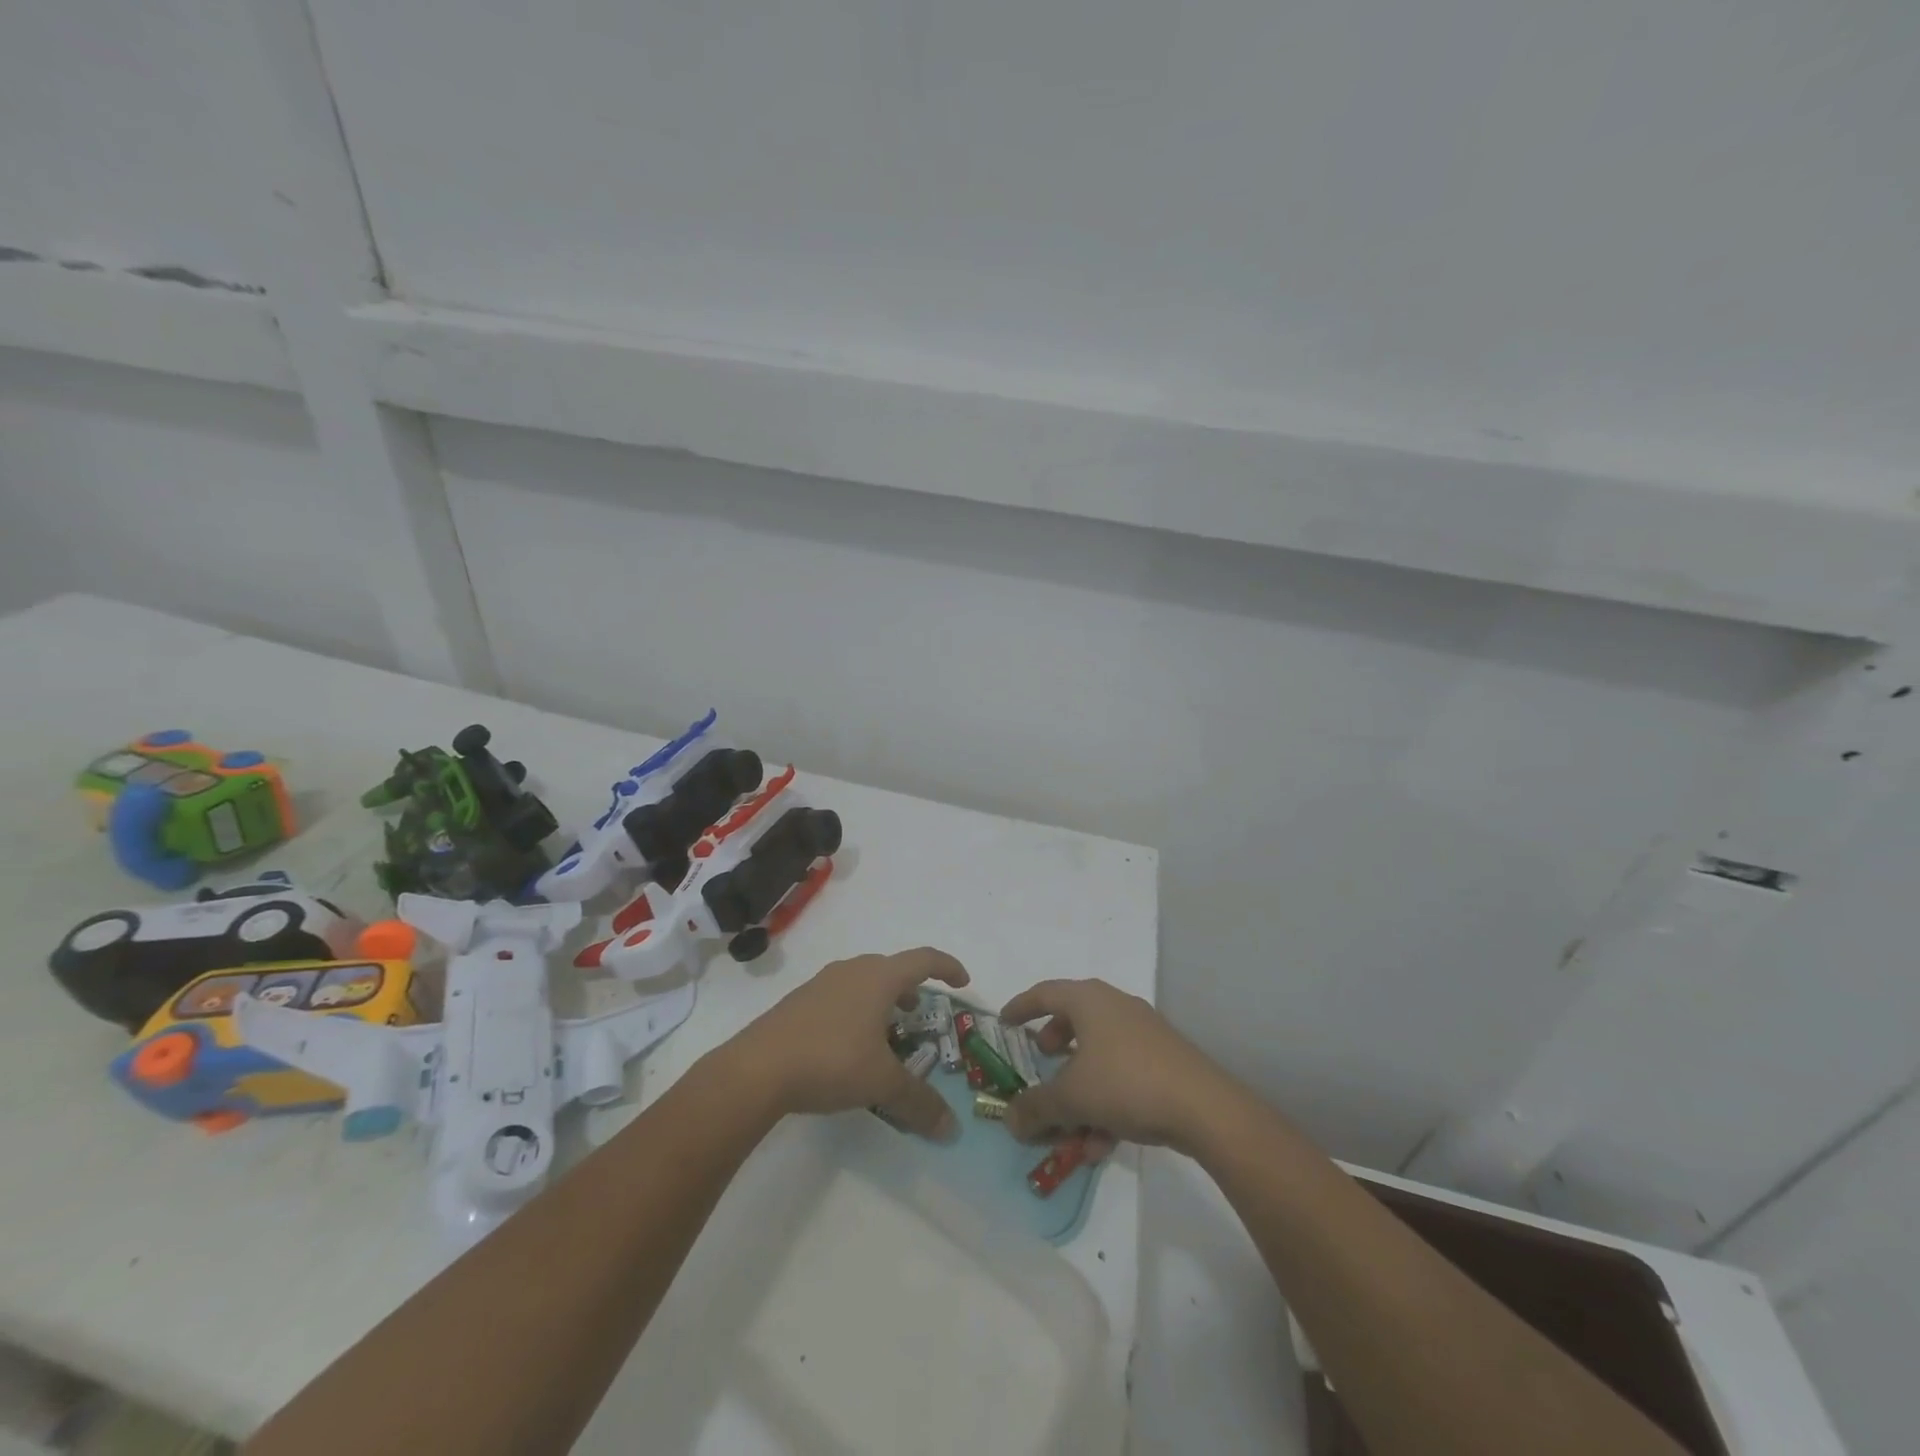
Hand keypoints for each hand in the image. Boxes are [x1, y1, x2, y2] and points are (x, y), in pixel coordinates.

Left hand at [732, 947, 968, 1139]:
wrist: (756, 1069)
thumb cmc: (830, 1061)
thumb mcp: (881, 1083)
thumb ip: (919, 1101)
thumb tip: (951, 1128)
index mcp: (879, 977)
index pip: (923, 959)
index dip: (947, 967)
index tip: (963, 982)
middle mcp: (852, 971)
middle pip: (892, 968)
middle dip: (912, 989)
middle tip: (921, 1015)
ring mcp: (822, 983)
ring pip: (863, 982)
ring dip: (883, 1000)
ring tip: (887, 1032)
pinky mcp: (799, 1001)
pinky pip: (840, 996)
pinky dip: (857, 1010)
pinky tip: (849, 1045)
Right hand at [999, 979, 1230, 1152]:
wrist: (1203, 1107)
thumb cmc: (1125, 1083)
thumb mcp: (1071, 1098)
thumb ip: (1035, 1107)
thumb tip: (1009, 1119)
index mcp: (1089, 1000)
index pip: (1044, 993)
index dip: (1020, 1007)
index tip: (1004, 1022)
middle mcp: (1115, 1006)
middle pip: (1074, 1018)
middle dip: (1053, 1043)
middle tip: (1041, 1060)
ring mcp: (1143, 1031)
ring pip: (1099, 1053)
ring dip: (1079, 1086)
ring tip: (1069, 1124)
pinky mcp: (1164, 1059)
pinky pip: (1122, 1073)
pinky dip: (1105, 1100)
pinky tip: (1100, 1143)